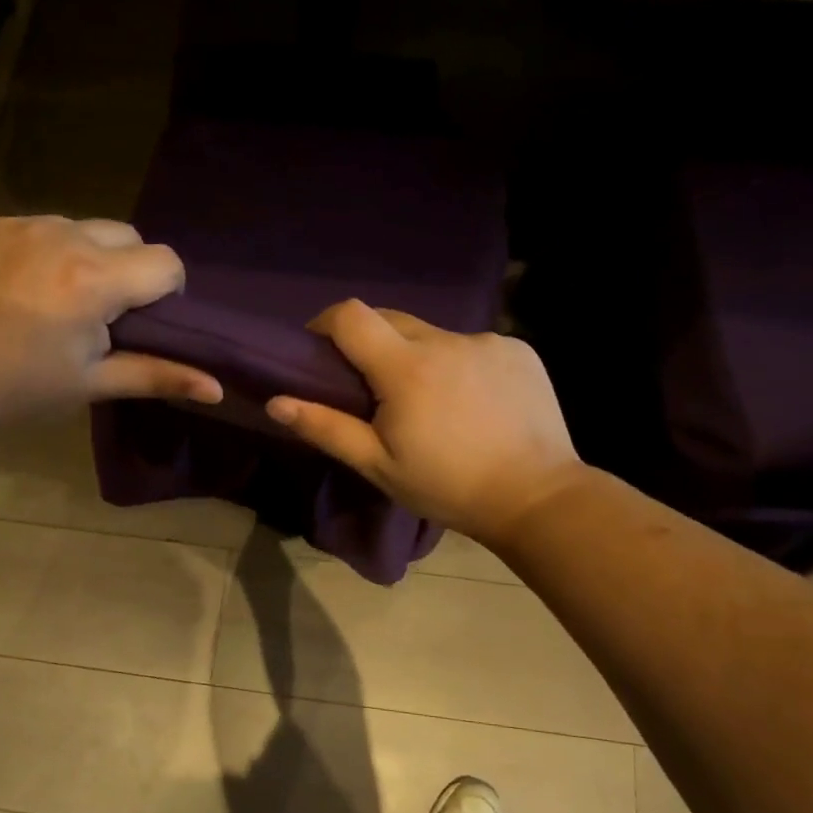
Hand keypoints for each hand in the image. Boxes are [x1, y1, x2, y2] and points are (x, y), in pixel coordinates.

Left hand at [0, 212, 222, 424]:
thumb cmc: (21, 387)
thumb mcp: (93, 383)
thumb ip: (159, 375)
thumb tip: (217, 388)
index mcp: (97, 278)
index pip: (166, 261)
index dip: (164, 290)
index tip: (139, 318)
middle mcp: (63, 235)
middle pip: (125, 234)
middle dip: (124, 267)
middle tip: (95, 309)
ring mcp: (16, 222)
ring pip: (75, 226)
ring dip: (77, 254)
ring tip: (47, 295)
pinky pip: (25, 225)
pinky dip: (29, 249)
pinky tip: (6, 284)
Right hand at [266, 300, 583, 545]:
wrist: (537, 497)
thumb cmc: (448, 487)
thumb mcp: (378, 466)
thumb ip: (326, 428)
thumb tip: (275, 401)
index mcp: (406, 368)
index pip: (351, 315)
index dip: (327, 322)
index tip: (319, 347)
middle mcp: (446, 341)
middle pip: (391, 319)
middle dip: (370, 342)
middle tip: (371, 385)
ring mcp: (487, 342)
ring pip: (433, 335)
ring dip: (418, 356)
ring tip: (430, 401)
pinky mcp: (518, 349)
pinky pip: (471, 346)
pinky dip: (459, 364)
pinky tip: (473, 402)